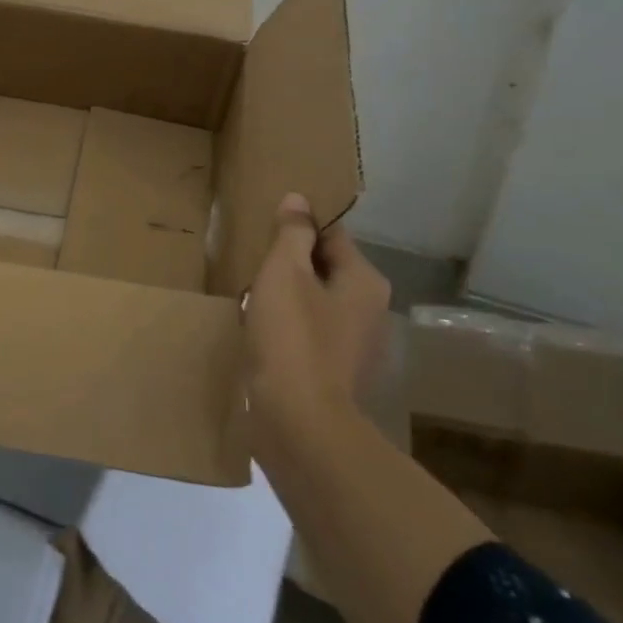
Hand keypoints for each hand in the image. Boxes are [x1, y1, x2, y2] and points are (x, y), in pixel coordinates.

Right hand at [244, 193, 390, 436]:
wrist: (298, 422)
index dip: (298, 228)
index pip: (332, 235)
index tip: (266, 232)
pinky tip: (262, 335)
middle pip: (325, 270)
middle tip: (254, 265)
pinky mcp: (336, 374)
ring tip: (251, 299)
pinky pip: (310, 334)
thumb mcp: (285, 272)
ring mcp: (356, 346)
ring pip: (316, 303)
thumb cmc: (292, 337)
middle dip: (290, 265)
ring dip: (287, 298)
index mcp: (365, 280)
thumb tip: (299, 200)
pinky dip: (288, 329)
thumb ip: (293, 233)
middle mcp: (371, 310)